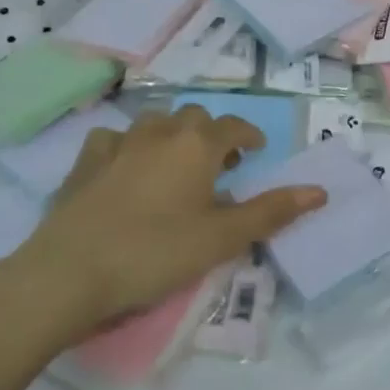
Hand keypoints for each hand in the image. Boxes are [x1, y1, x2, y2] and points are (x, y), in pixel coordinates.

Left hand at [0, 105, 324, 336]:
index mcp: (197, 145)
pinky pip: (113, 140)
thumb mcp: (222, 239)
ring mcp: (118, 143)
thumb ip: (271, 212)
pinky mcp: (85, 162)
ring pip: (154, 122)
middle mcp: (160, 132)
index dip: (249, 135)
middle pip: (194, 117)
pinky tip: (125, 169)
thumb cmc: (156, 253)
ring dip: (171, 136)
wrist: (70, 272)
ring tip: (175, 164)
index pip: (233, 126)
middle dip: (211, 134)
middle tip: (219, 165)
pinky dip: (128, 147)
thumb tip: (319, 191)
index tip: (257, 150)